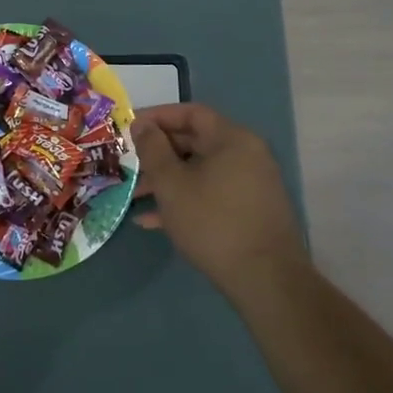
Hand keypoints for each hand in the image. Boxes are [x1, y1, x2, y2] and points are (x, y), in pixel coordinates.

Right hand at [131, 103, 309, 296]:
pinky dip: (184, 200)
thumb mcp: (171, 183)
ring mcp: (250, 185)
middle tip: (128, 163)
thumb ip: (152, 149)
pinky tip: (153, 221)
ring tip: (133, 195)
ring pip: (200, 172)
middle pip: (195, 142)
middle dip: (157, 153)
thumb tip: (142, 125)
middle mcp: (246, 155)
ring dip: (166, 180)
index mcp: (232, 139)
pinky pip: (211, 194)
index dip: (157, 116)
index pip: (191, 113)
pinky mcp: (249, 211)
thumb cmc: (212, 221)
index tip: (130, 128)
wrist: (265, 279)